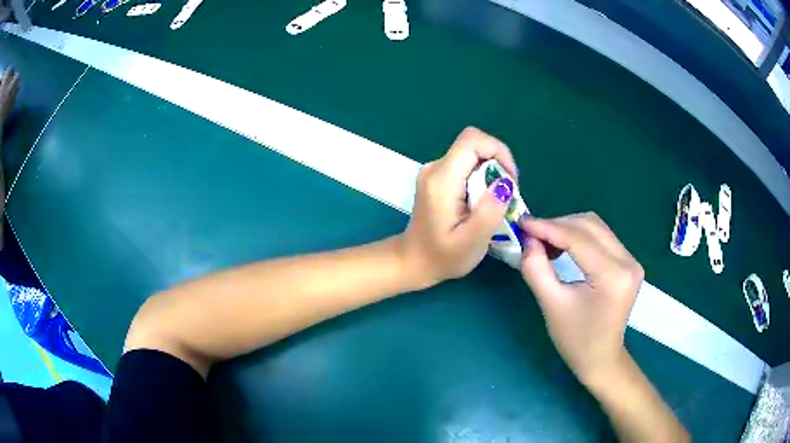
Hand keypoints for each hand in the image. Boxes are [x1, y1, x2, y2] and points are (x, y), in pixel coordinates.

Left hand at [402, 127, 517, 286]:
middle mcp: (436, 167)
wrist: (414, 262)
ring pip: (473, 155)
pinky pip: (467, 166)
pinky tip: (483, 204)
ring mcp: (435, 171)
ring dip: (492, 173)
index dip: (498, 151)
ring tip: (496, 204)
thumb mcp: (471, 242)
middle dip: (499, 165)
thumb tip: (505, 183)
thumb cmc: (442, 257)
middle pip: (474, 145)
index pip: (472, 140)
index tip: (510, 181)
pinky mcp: (439, 178)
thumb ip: (489, 212)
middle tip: (506, 197)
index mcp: (442, 179)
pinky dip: (482, 179)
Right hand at [519, 213, 643, 386]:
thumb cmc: (575, 340)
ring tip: (545, 241)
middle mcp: (628, 262)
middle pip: (590, 225)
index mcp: (613, 276)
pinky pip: (601, 237)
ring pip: (596, 227)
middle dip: (558, 225)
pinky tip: (563, 247)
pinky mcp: (628, 262)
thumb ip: (536, 268)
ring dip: (568, 228)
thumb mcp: (551, 305)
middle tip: (531, 234)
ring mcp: (631, 260)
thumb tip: (528, 238)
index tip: (522, 223)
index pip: (578, 239)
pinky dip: (579, 237)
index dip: (548, 227)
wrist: (601, 358)